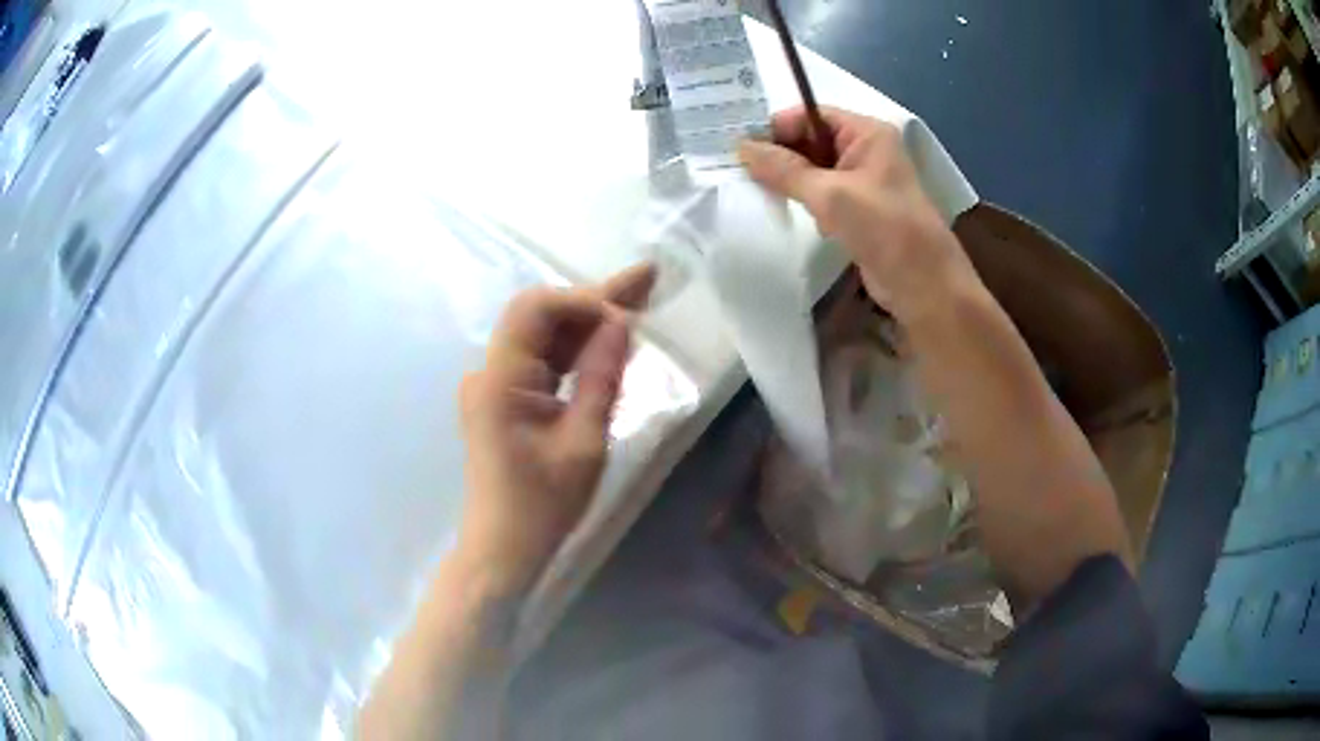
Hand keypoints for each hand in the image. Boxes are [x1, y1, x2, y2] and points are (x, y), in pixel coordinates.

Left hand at [455, 264, 655, 596]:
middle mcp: (490, 372)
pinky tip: (612, 338)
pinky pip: (543, 363)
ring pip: (545, 337)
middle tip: (648, 278)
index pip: (536, 310)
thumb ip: (601, 377)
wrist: (504, 549)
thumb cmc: (542, 505)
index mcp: (499, 380)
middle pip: (542, 317)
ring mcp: (495, 385)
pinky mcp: (506, 400)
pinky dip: (577, 352)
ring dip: (589, 323)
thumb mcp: (583, 443)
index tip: (628, 316)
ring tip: (641, 297)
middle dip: (595, 300)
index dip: (584, 301)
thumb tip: (620, 322)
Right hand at [738, 106, 975, 323]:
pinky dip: (803, 199)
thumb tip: (740, 148)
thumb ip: (784, 169)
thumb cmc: (884, 229)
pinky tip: (785, 210)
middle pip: (810, 140)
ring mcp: (863, 180)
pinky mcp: (858, 209)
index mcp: (867, 133)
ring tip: (757, 190)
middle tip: (739, 170)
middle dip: (780, 154)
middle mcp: (865, 149)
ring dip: (789, 179)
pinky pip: (821, 193)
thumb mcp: (831, 195)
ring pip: (813, 168)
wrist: (923, 285)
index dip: (776, 128)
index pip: (811, 115)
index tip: (740, 148)